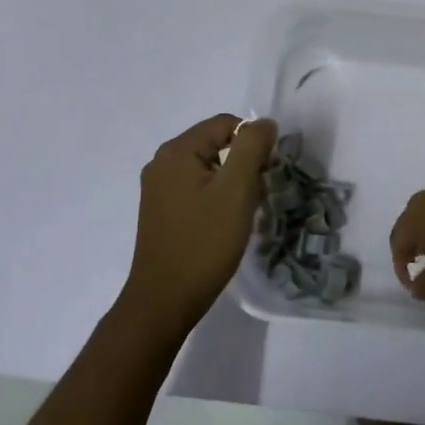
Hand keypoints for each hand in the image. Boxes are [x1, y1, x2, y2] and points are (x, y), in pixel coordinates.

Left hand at [119, 113, 277, 333]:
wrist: (165, 301)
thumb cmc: (204, 242)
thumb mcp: (236, 190)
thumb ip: (252, 147)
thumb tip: (264, 123)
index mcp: (176, 151)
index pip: (226, 124)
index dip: (253, 142)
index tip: (266, 173)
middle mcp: (162, 162)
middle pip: (216, 143)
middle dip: (243, 163)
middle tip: (256, 194)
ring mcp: (158, 188)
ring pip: (209, 167)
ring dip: (232, 182)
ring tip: (242, 212)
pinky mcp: (161, 210)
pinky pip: (197, 188)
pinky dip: (216, 197)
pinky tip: (224, 223)